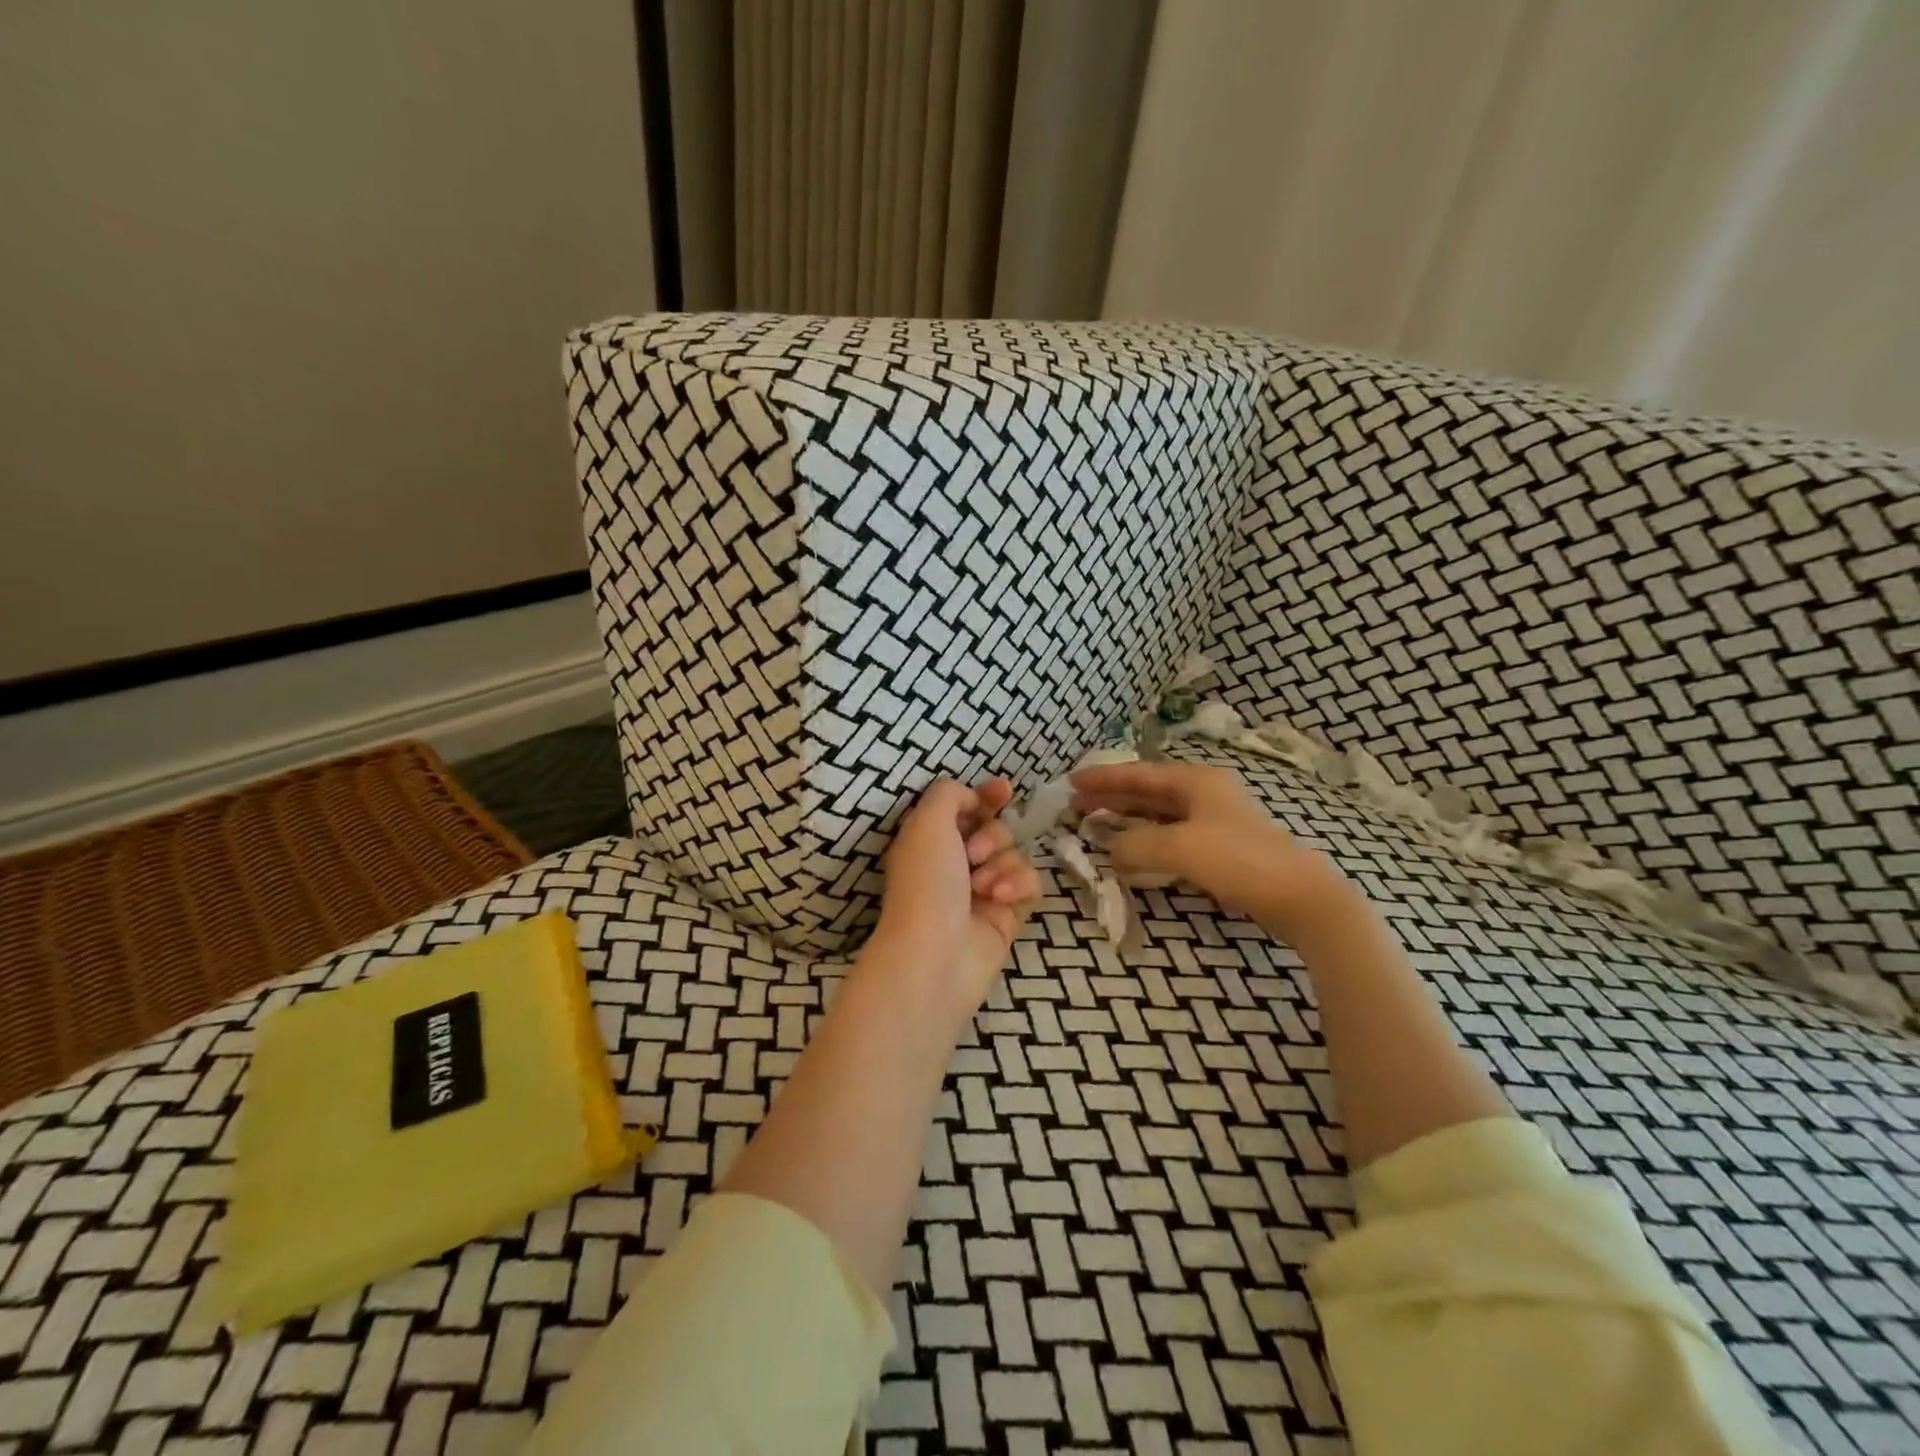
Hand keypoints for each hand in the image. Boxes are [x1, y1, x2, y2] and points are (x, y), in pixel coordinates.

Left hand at [870, 777, 1041, 1017]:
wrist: (935, 955)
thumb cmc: (925, 883)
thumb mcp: (926, 822)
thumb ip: (949, 794)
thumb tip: (973, 797)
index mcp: (931, 842)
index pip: (965, 808)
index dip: (986, 795)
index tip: (1004, 789)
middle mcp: (956, 865)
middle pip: (995, 829)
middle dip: (991, 835)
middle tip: (974, 854)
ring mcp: (984, 892)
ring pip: (1015, 855)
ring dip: (1002, 864)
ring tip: (982, 887)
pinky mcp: (1008, 916)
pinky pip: (1031, 884)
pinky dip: (1018, 885)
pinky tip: (1000, 899)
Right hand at [1071, 761, 1358, 943]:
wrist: (1299, 896)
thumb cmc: (1238, 860)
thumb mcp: (1178, 848)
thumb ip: (1135, 844)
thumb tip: (1111, 850)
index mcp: (1196, 781)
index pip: (1138, 774)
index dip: (1103, 778)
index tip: (1071, 783)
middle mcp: (1204, 793)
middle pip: (1147, 790)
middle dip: (1111, 797)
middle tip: (1077, 806)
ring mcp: (1214, 820)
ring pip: (1158, 813)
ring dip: (1127, 818)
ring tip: (1097, 825)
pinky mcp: (1220, 847)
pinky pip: (1171, 835)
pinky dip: (1146, 839)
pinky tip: (1133, 851)